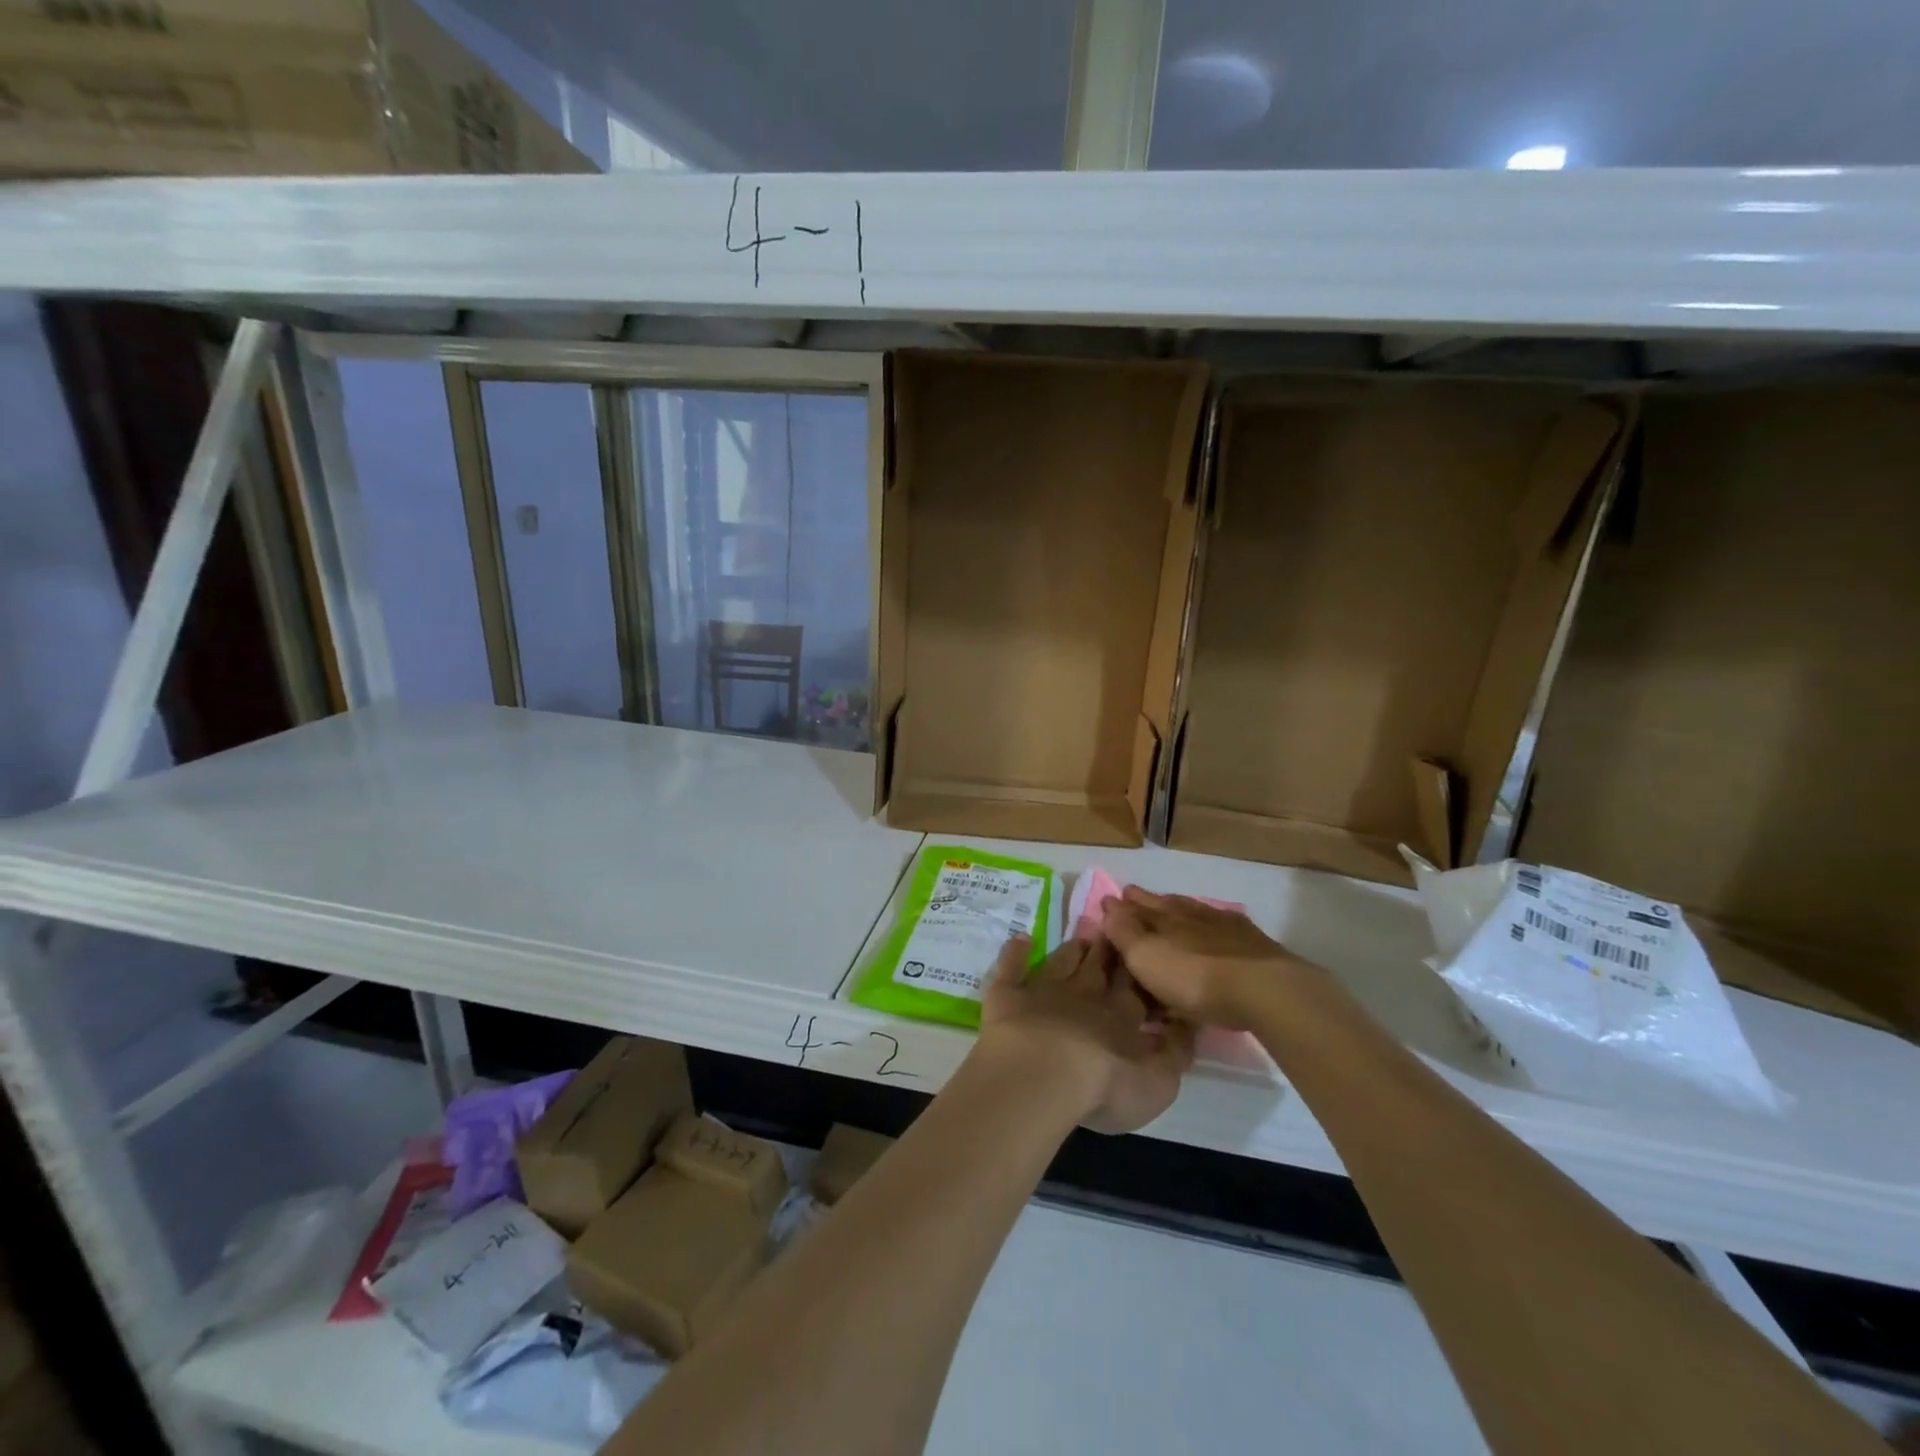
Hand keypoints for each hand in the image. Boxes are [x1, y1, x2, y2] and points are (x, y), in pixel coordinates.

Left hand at [973, 935, 1193, 1134]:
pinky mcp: (1008, 995)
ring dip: (1073, 948)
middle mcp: (1084, 994)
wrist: (1041, 1074)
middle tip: (1114, 933)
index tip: (1145, 952)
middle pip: (1099, 966)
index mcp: (1120, 1016)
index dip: (1140, 971)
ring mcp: (1043, 990)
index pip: (1135, 987)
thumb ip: (1175, 1054)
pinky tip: (1021, 938)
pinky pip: (1011, 966)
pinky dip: (1016, 950)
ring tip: (1082, 937)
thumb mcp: (1157, 1084)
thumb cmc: (1104, 1085)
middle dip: (1109, 950)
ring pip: (1062, 960)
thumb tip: (1186, 1025)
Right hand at [1103, 887, 1310, 1029]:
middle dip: (1146, 901)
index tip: (1109, 900)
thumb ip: (1124, 931)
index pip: (1136, 905)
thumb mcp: (1146, 957)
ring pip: (1193, 911)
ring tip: (1170, 910)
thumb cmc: (1193, 977)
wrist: (1262, 988)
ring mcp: (1223, 924)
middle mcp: (1191, 913)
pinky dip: (1210, 925)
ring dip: (1179, 909)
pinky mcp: (1251, 942)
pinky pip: (1222, 925)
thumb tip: (1108, 903)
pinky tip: (1214, 928)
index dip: (1120, 905)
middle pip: (1164, 903)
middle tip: (1133, 897)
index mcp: (1163, 916)